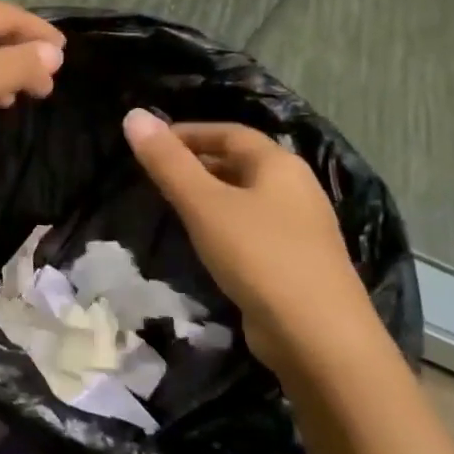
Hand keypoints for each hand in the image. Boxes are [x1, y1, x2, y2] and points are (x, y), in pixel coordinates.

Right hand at [121, 110, 380, 374]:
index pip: (229, 132)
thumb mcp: (203, 204)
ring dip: (209, 194)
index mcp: (279, 165)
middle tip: (155, 174)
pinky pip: (253, 227)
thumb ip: (167, 162)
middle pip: (241, 162)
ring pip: (246, 197)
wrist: (319, 338)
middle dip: (197, 162)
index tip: (150, 144)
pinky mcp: (296, 262)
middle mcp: (296, 188)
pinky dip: (223, 223)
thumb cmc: (259, 257)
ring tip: (171, 205)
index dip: (188, 132)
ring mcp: (301, 228)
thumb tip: (133, 115)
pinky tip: (204, 243)